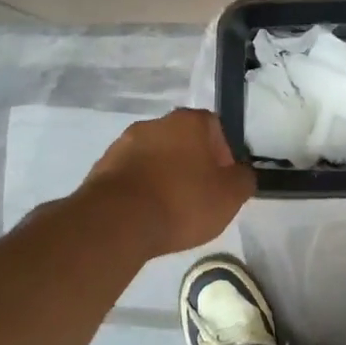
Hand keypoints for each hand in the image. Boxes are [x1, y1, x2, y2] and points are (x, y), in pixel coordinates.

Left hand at [79, 108, 254, 256]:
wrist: (116, 223)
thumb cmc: (182, 202)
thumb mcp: (230, 196)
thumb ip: (244, 179)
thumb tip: (241, 173)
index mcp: (189, 121)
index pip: (215, 127)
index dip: (224, 154)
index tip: (222, 181)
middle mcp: (155, 123)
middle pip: (182, 141)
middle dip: (192, 164)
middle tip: (198, 196)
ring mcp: (123, 144)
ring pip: (155, 157)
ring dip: (164, 176)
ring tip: (169, 210)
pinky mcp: (101, 167)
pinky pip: (131, 175)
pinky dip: (140, 189)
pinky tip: (145, 215)